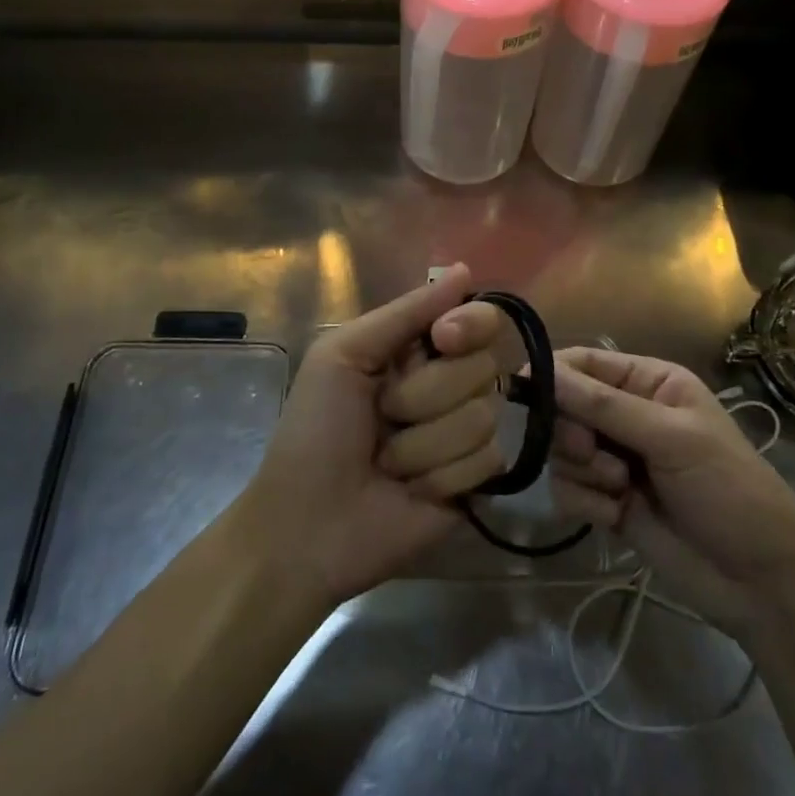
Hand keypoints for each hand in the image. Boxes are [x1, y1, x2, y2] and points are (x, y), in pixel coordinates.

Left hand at [239, 265, 507, 606]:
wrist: (307, 527)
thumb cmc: (314, 431)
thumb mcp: (344, 355)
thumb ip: (406, 312)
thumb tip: (465, 269)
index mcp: (418, 349)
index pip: (479, 318)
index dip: (471, 325)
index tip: (443, 339)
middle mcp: (449, 384)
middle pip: (484, 366)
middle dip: (425, 395)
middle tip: (383, 416)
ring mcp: (465, 433)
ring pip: (484, 415)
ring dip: (424, 444)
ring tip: (388, 462)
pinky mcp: (476, 481)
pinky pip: (487, 459)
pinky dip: (441, 475)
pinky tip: (412, 491)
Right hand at [548, 347, 794, 636]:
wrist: (762, 581)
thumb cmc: (728, 489)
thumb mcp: (671, 438)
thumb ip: (604, 405)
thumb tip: (541, 372)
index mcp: (650, 383)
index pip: (585, 364)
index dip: (552, 374)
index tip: (522, 391)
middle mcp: (628, 415)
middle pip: (564, 407)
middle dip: (572, 433)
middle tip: (592, 452)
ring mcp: (616, 460)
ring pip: (562, 451)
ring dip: (583, 472)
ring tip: (620, 490)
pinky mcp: (608, 502)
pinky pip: (568, 489)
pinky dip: (585, 503)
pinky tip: (617, 517)